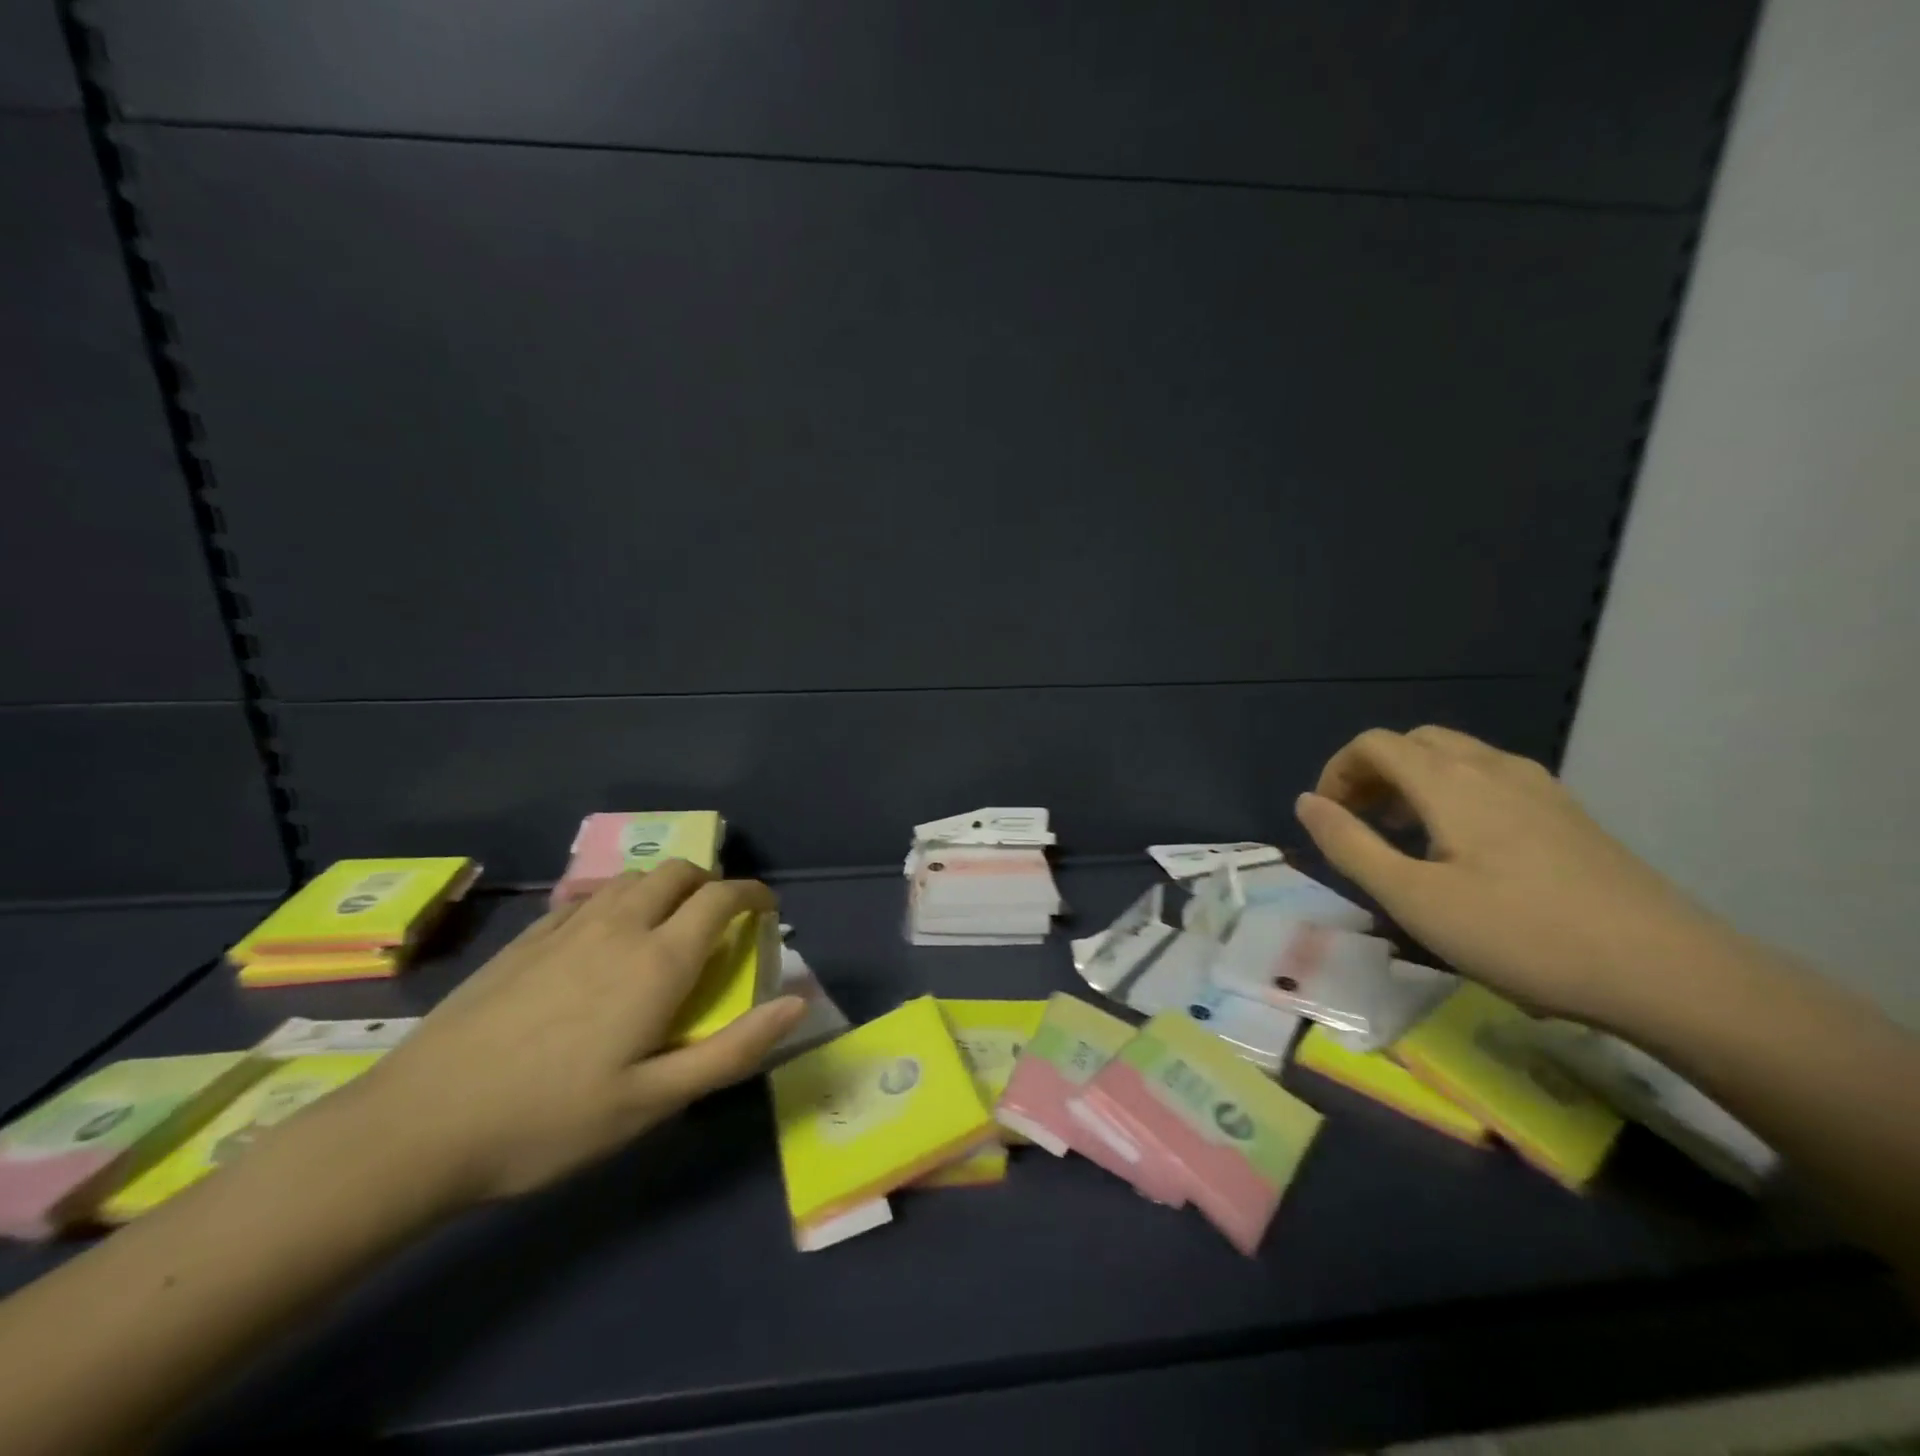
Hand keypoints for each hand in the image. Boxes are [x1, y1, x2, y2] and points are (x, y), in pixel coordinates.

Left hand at [347, 862, 805, 1205]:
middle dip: (710, 883)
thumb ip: (733, 1049)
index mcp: (657, 961)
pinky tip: (603, 937)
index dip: (754, 894)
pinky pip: (588, 895)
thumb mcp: (653, 1101)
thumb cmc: (550, 1121)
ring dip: (664, 887)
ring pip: (632, 878)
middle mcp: (618, 927)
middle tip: (719, 921)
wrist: (418, 1127)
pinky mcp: (525, 938)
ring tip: (665, 925)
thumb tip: (797, 1003)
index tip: (768, 910)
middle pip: (678, 872)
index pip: (721, 898)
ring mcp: (566, 927)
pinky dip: (616, 900)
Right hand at [1294, 726, 1729, 1023]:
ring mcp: (1539, 788)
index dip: (1337, 772)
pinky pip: (1492, 780)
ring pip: (1457, 758)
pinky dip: (1455, 794)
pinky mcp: (1569, 815)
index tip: (1328, 819)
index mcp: (1450, 781)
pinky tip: (1465, 850)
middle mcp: (1493, 768)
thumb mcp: (1413, 899)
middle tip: (1360, 824)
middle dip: (1373, 773)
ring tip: (1405, 838)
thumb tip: (1305, 803)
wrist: (1670, 972)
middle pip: (1415, 742)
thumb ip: (1350, 845)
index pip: (1375, 745)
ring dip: (1413, 783)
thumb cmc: (1522, 935)